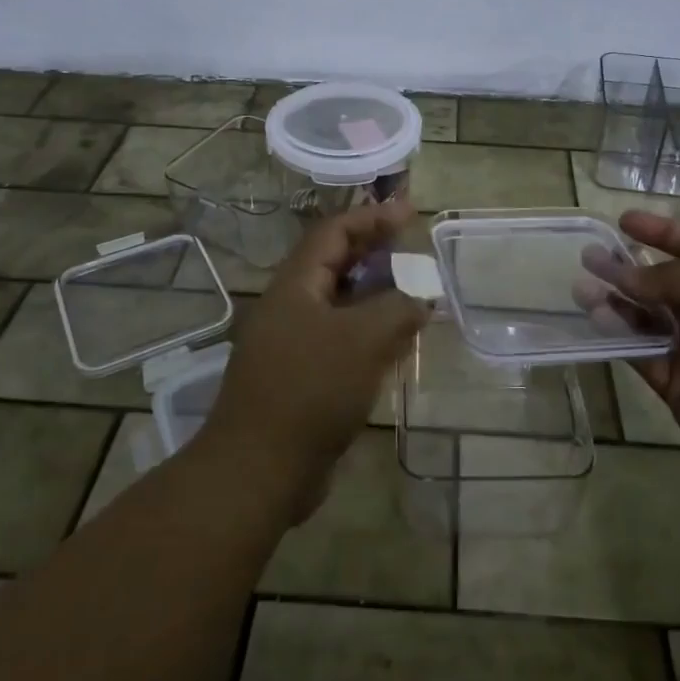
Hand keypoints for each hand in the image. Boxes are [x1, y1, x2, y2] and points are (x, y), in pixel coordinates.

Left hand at [201, 200, 430, 505]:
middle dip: (375, 251)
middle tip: (413, 246)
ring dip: (376, 294)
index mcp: (295, 285)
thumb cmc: (310, 390)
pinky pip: (341, 340)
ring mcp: (294, 343)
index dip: (371, 217)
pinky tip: (397, 343)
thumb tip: (420, 297)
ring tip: (414, 292)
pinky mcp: (302, 377)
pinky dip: (370, 333)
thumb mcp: (363, 340)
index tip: (409, 211)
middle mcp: (291, 307)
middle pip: (336, 264)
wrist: (259, 469)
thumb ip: (397, 308)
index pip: (333, 232)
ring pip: (341, 304)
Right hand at [604, 210, 679, 478]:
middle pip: (665, 283)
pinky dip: (616, 335)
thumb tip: (624, 276)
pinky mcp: (676, 383)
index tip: (625, 221)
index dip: (663, 232)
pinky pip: (640, 353)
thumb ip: (669, 277)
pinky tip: (594, 315)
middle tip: (590, 254)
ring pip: (646, 318)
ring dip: (614, 300)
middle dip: (628, 267)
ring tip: (580, 284)